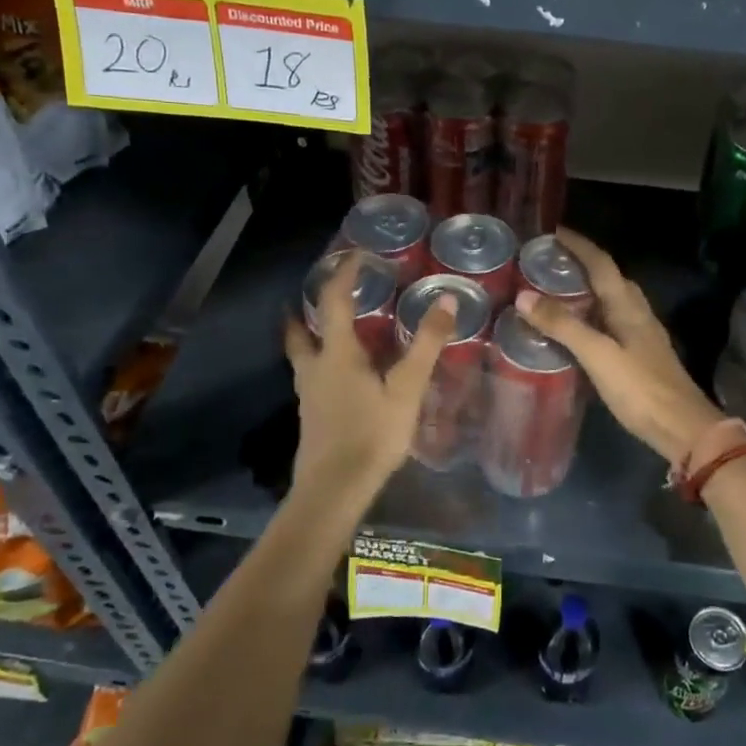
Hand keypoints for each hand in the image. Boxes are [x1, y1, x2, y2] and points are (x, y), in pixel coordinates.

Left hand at [284, 252, 455, 504]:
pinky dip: (319, 362)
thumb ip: (426, 344)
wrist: (334, 489)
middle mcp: (314, 368)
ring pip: (301, 355)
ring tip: (325, 328)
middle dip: (306, 308)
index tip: (356, 255)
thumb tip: (445, 298)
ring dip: (308, 335)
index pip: (334, 301)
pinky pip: (310, 377)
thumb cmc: (371, 434)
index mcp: (336, 354)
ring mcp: (308, 395)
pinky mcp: (311, 417)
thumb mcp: (406, 388)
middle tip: (321, 292)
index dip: (344, 274)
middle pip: (300, 330)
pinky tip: (338, 376)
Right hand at [514, 229, 722, 463]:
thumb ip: (563, 326)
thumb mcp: (598, 356)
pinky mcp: (640, 355)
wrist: (683, 429)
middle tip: (547, 263)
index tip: (552, 231)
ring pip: (611, 300)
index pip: (601, 263)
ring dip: (586, 290)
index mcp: (628, 306)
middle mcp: (637, 313)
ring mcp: (642, 334)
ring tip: (555, 291)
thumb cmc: (641, 389)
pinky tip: (576, 329)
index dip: (579, 245)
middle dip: (581, 264)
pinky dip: (591, 315)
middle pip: (609, 277)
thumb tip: (524, 296)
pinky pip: (611, 322)